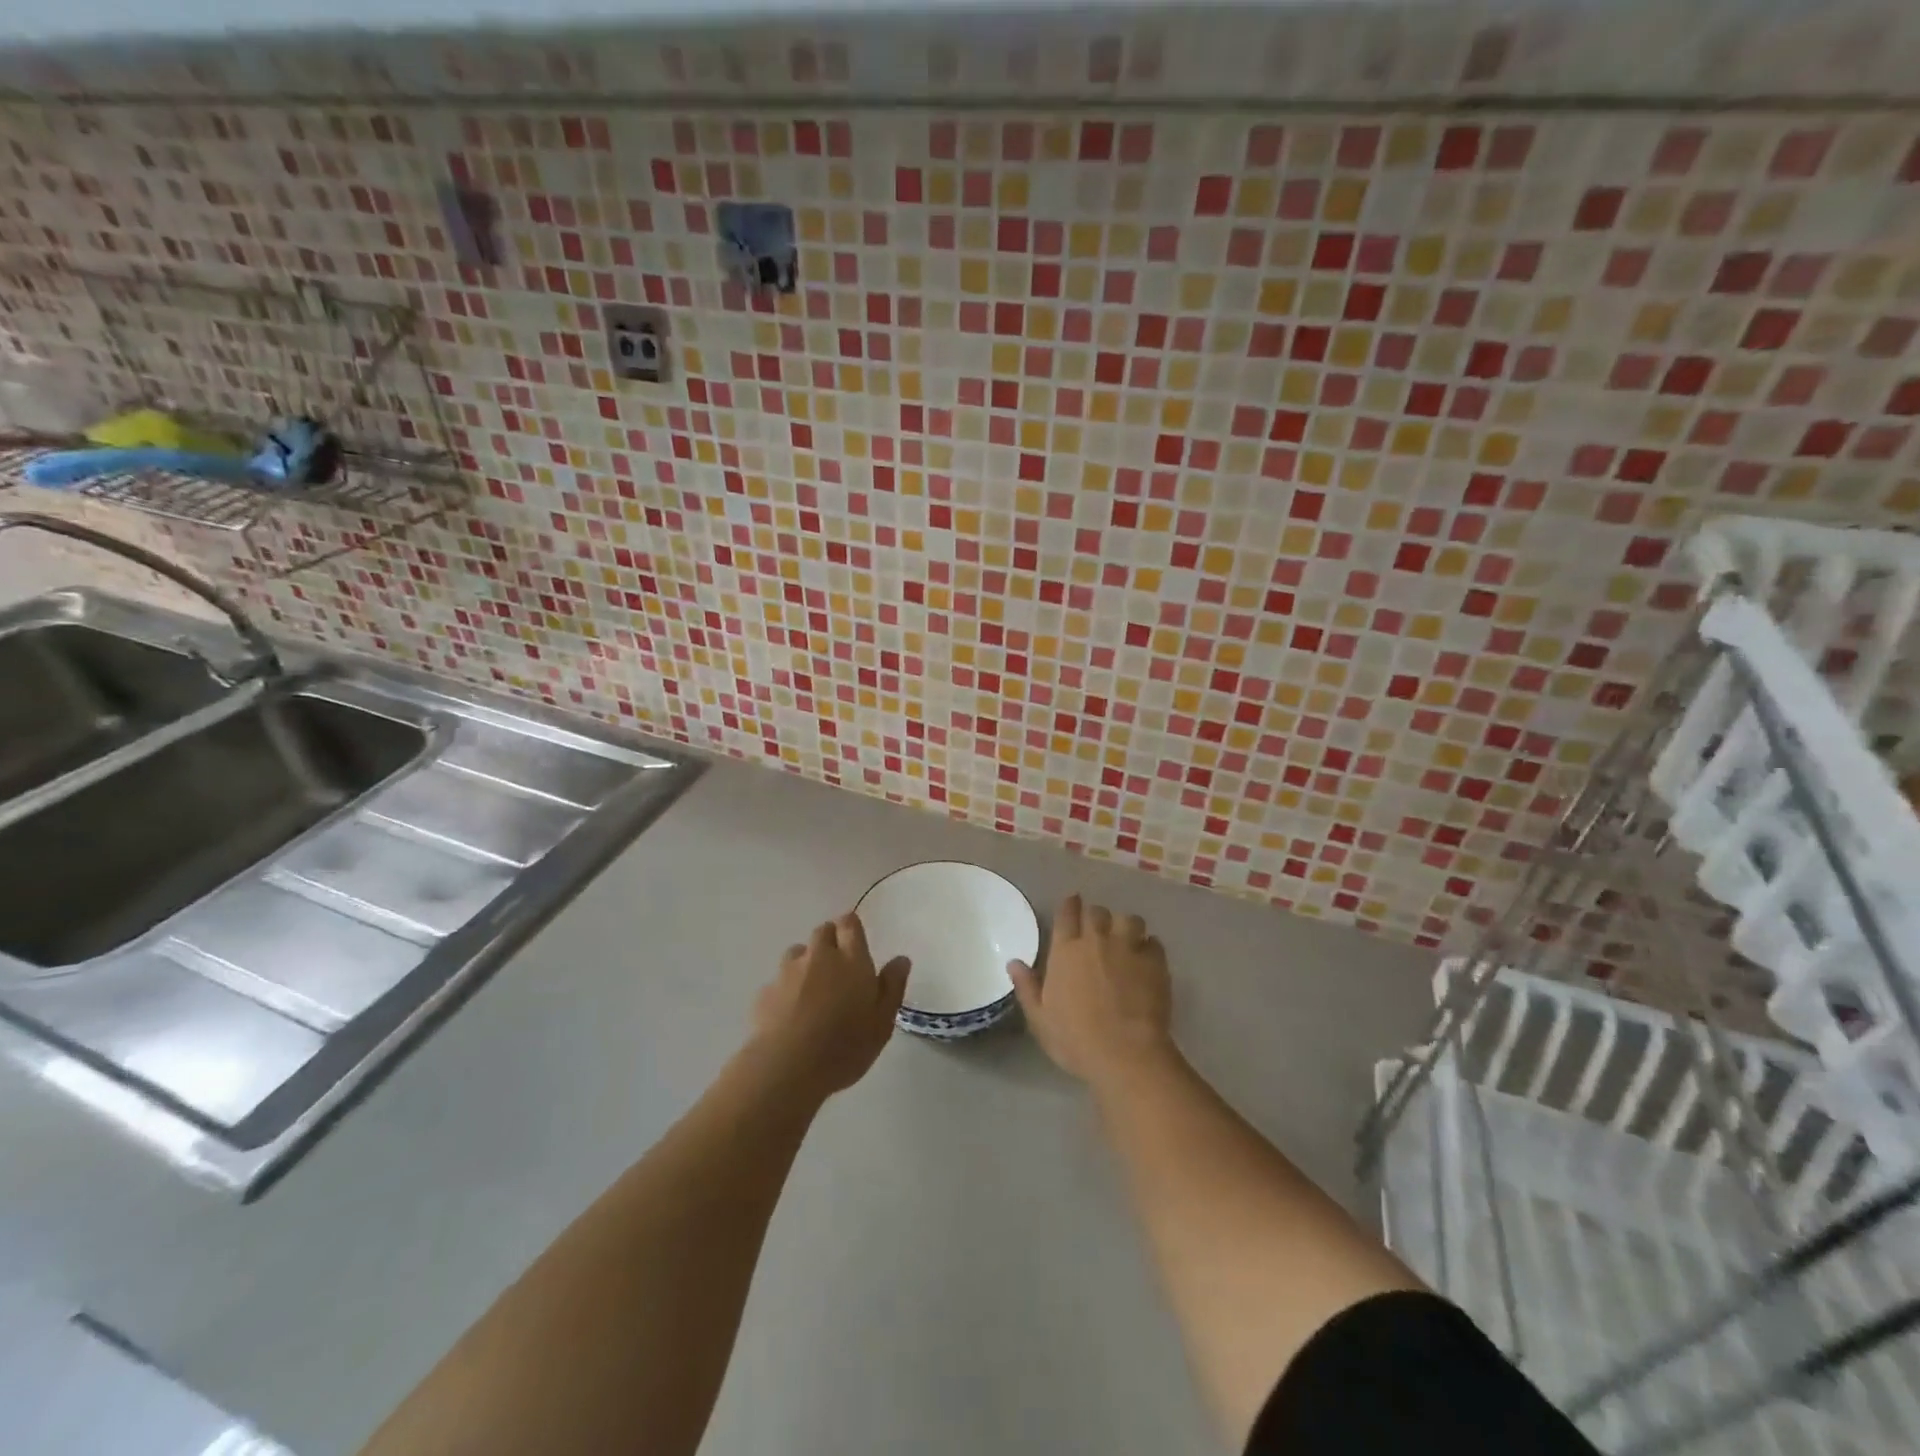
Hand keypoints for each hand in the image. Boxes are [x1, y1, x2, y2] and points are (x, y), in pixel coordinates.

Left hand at [750, 914, 909, 1100]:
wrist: (788, 1068)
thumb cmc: (845, 1045)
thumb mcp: (883, 1021)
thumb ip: (892, 986)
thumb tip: (900, 959)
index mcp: (851, 959)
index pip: (849, 924)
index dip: (851, 927)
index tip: (855, 940)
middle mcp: (819, 956)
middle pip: (823, 931)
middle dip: (830, 941)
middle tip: (839, 967)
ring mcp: (788, 972)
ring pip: (797, 953)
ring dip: (806, 962)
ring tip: (812, 989)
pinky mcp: (765, 992)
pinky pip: (778, 980)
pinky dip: (786, 989)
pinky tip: (790, 1013)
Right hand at [1009, 894, 1176, 1088]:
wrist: (1126, 1054)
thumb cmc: (1076, 1039)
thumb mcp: (1040, 1019)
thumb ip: (1027, 987)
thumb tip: (1013, 963)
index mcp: (1066, 951)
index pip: (1067, 913)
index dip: (1069, 905)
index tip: (1072, 903)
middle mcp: (1097, 940)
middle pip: (1098, 912)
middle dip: (1096, 917)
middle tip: (1097, 930)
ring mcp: (1129, 949)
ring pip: (1129, 919)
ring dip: (1125, 926)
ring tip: (1125, 940)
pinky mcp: (1156, 962)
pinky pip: (1154, 942)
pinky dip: (1149, 946)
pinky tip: (1147, 959)